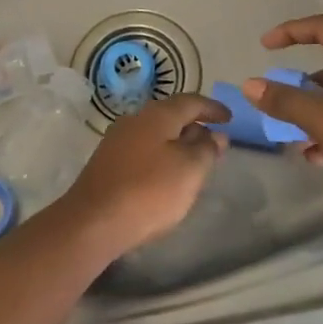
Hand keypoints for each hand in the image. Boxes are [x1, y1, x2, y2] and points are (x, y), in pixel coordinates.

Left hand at [54, 93, 229, 254]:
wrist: (93, 222)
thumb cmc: (148, 191)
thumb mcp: (189, 170)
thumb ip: (206, 149)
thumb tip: (214, 135)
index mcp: (157, 115)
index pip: (191, 101)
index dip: (212, 108)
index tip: (230, 119)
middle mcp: (135, 120)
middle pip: (171, 115)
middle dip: (194, 126)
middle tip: (214, 143)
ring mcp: (117, 141)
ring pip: (156, 134)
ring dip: (177, 143)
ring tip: (194, 162)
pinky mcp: (107, 163)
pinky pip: (143, 150)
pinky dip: (161, 156)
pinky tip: (167, 176)